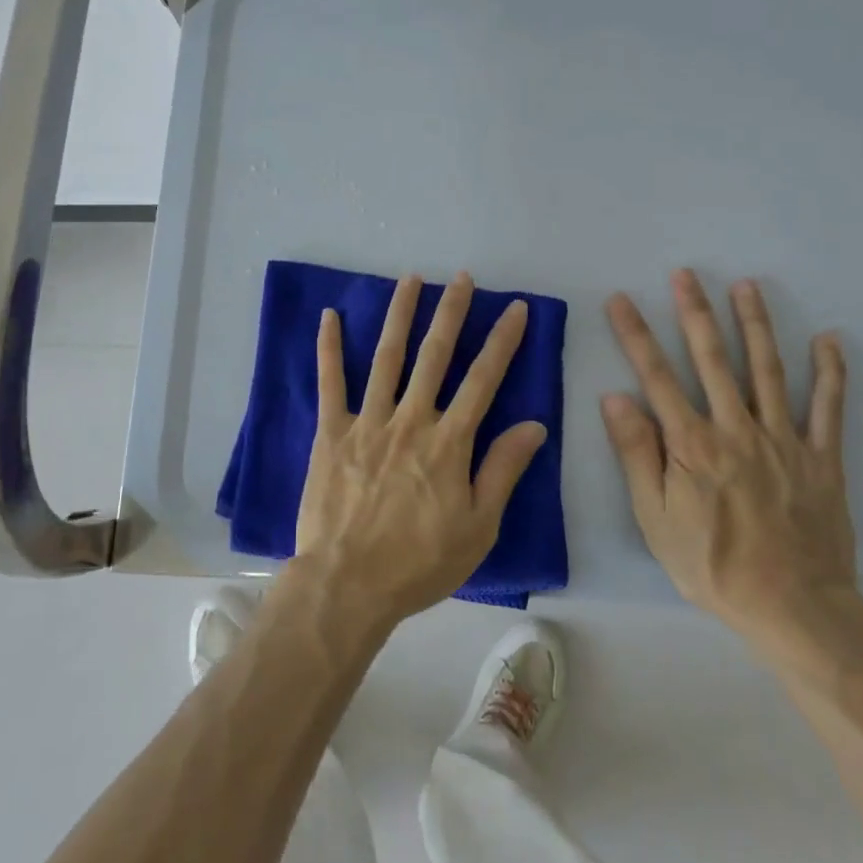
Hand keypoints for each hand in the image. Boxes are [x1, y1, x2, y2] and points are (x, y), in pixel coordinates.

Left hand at [294, 272, 548, 630]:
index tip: (515, 307)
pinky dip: (329, 347)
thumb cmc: (420, 563)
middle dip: (451, 312)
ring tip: (411, 279)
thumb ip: (503, 471)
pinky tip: (330, 315)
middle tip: (462, 277)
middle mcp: (410, 419)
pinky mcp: (331, 432)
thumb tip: (534, 425)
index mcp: (449, 442)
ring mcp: (368, 421)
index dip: (502, 341)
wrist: (348, 585)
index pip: (483, 379)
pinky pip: (330, 382)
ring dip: (400, 314)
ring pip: (387, 357)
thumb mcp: (478, 527)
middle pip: (435, 355)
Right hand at [602, 269, 857, 654]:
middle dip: (696, 312)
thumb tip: (615, 397)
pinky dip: (830, 372)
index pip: (656, 376)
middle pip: (713, 359)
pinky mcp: (821, 457)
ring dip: (756, 324)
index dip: (636, 335)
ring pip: (767, 369)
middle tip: (685, 274)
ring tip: (746, 286)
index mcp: (692, 444)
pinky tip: (827, 339)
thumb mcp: (655, 518)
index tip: (621, 300)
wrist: (794, 609)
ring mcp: (783, 439)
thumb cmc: (713, 565)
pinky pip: (828, 408)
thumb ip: (637, 454)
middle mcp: (736, 429)